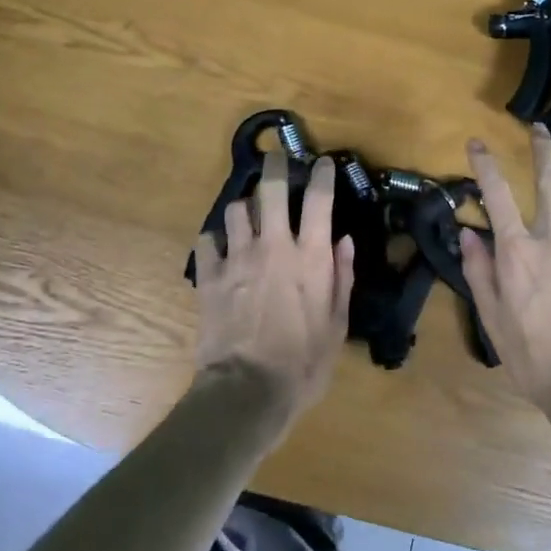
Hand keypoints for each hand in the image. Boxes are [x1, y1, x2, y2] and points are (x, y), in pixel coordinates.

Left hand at [191, 150, 355, 434]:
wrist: (247, 391)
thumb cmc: (303, 363)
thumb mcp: (337, 324)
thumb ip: (341, 277)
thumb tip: (344, 240)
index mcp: (309, 256)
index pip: (319, 199)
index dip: (322, 174)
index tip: (323, 162)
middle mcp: (273, 245)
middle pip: (270, 188)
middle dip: (275, 167)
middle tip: (277, 160)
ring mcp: (237, 257)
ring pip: (236, 209)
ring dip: (244, 208)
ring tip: (248, 215)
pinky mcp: (209, 275)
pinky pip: (206, 241)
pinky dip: (214, 241)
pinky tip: (219, 249)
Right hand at [460, 125, 550, 423]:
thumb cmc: (533, 357)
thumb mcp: (492, 318)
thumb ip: (478, 271)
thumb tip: (468, 233)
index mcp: (518, 252)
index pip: (497, 195)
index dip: (485, 164)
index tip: (477, 142)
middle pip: (550, 181)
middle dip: (543, 149)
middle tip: (540, 129)